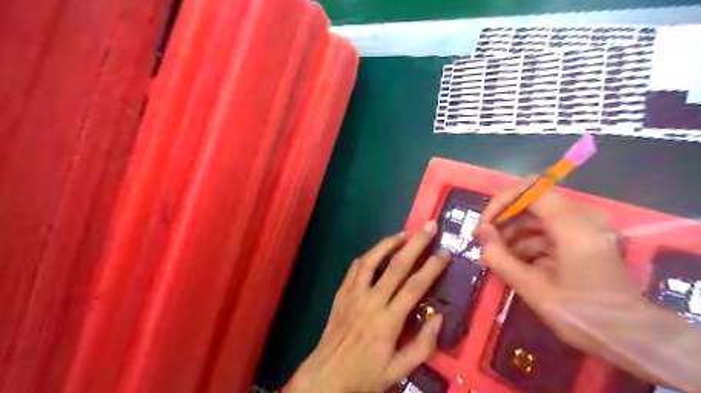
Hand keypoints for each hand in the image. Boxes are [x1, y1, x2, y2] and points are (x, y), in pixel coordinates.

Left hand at [284, 222, 448, 391]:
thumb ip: (422, 346)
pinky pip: (355, 268)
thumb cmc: (364, 375)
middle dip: (415, 243)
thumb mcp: (398, 371)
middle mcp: (371, 301)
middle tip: (429, 226)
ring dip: (389, 243)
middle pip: (396, 265)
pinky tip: (378, 250)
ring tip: (405, 233)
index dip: (432, 267)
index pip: (414, 286)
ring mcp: (353, 294)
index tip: (444, 252)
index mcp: (388, 321)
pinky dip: (368, 255)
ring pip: (372, 260)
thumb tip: (439, 318)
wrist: (326, 376)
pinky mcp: (341, 293)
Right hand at [477, 177, 639, 351]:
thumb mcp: (531, 287)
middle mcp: (583, 216)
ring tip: (495, 255)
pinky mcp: (582, 234)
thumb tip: (481, 232)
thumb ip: (499, 256)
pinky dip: (527, 240)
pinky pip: (546, 227)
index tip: (485, 226)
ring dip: (513, 231)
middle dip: (504, 219)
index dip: (502, 202)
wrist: (627, 335)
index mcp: (574, 225)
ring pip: (536, 215)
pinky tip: (513, 260)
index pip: (531, 190)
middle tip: (484, 241)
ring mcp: (584, 224)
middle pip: (532, 201)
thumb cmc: (579, 314)